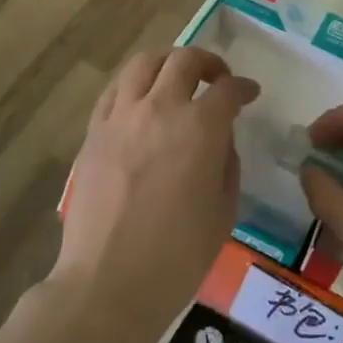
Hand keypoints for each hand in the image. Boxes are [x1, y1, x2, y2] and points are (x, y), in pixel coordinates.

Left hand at [54, 47, 259, 336]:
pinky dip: (132, 86)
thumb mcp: (224, 211)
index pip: (227, 90)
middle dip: (207, 62)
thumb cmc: (178, 256)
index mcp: (200, 127)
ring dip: (166, 64)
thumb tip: (219, 141)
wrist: (109, 282)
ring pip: (142, 64)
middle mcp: (159, 109)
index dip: (243, 87)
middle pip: (183, 60)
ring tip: (175, 80)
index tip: (249, 93)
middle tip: (217, 79)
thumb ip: (226, 164)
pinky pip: (112, 92)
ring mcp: (120, 118)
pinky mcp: (93, 134)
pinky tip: (139, 102)